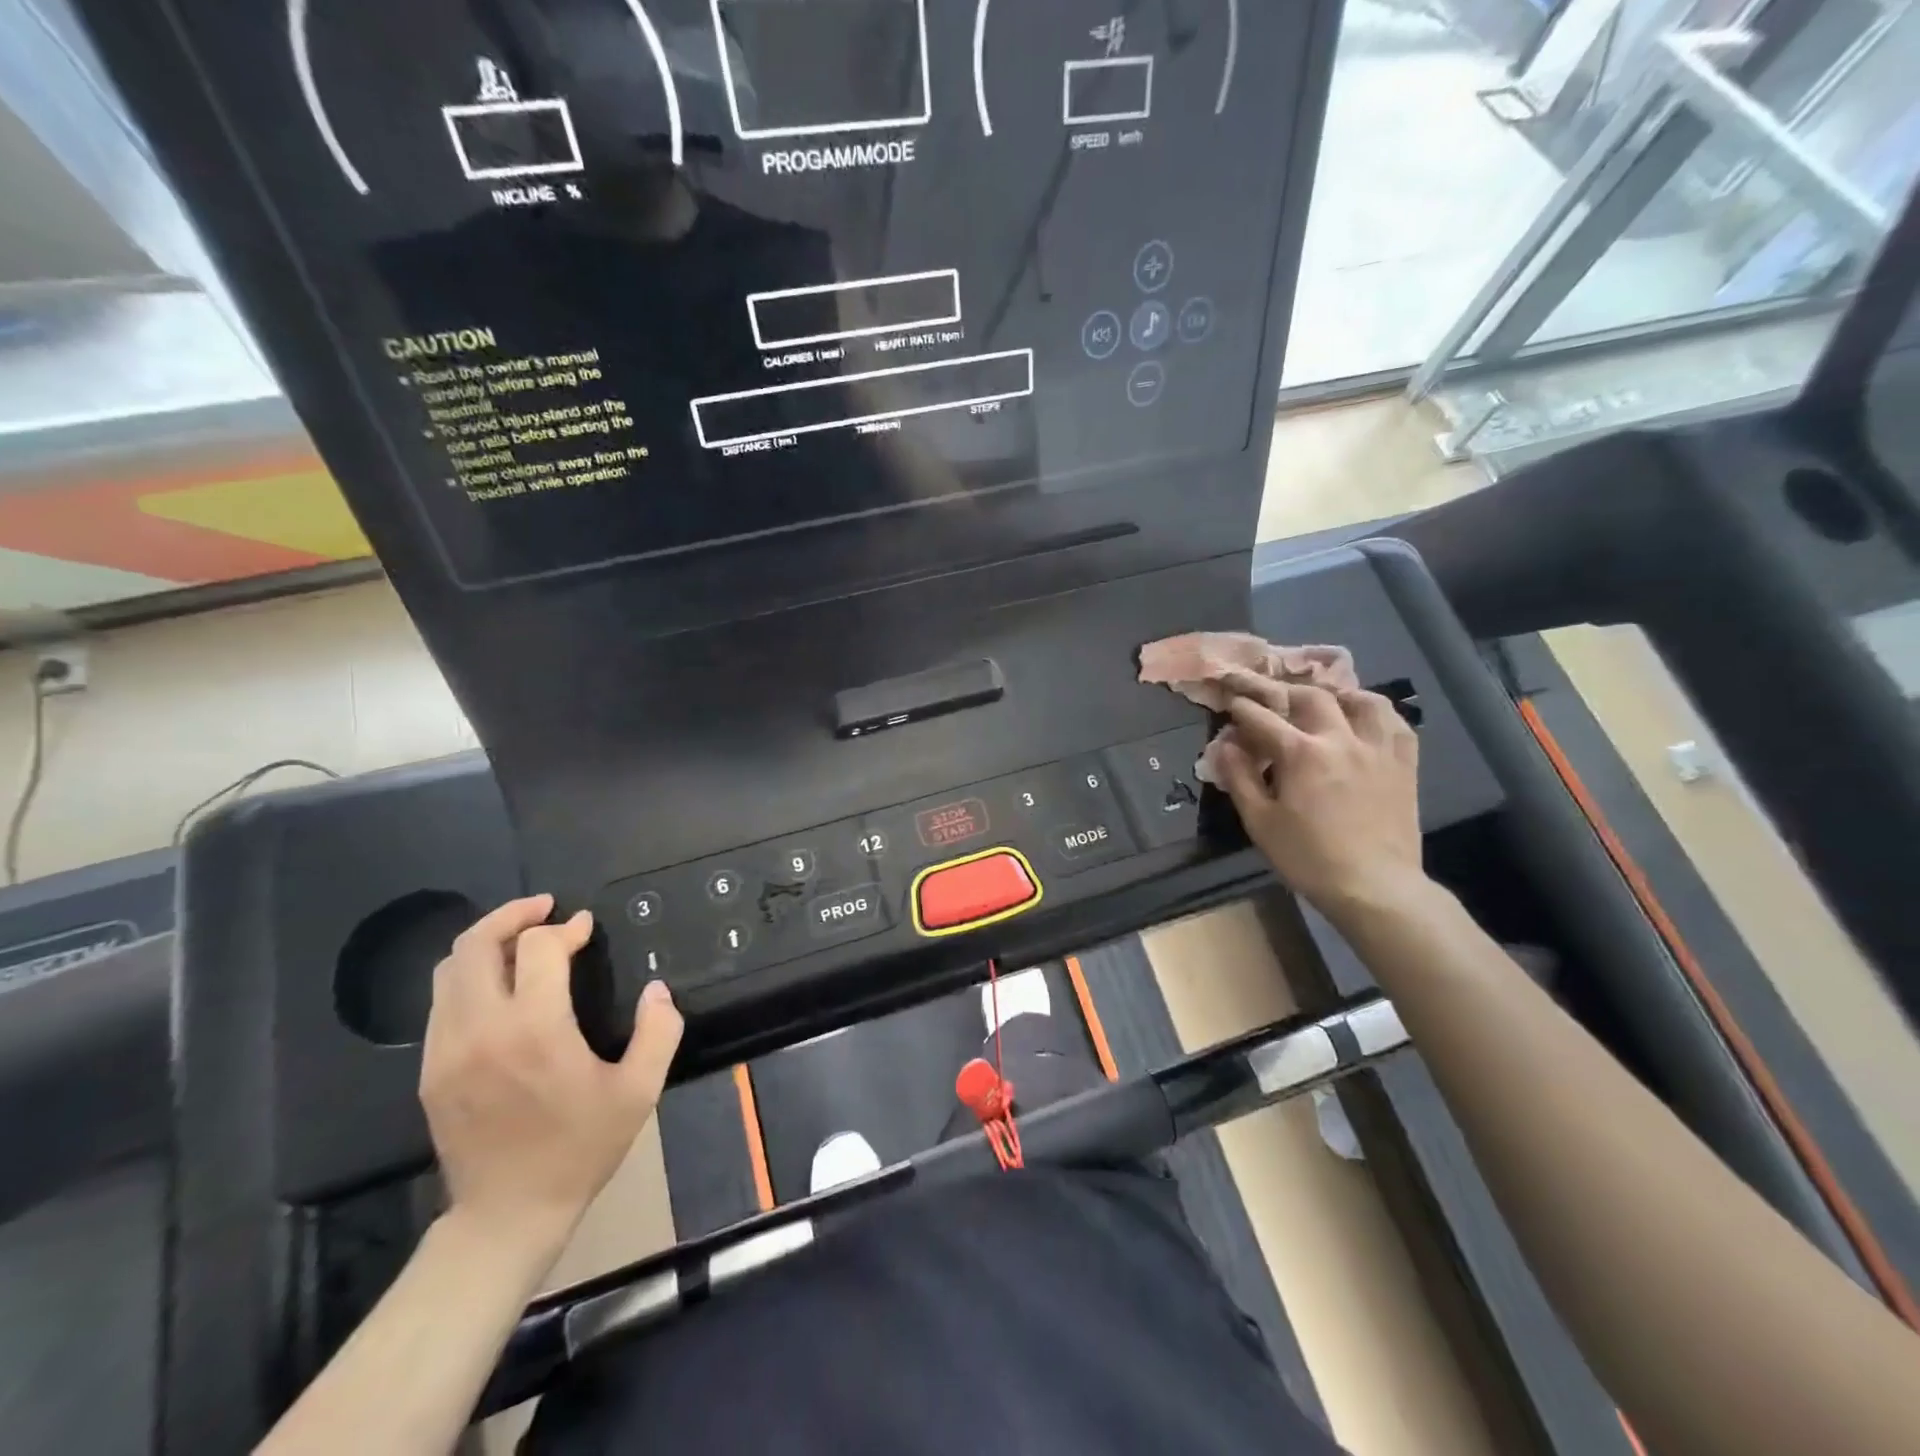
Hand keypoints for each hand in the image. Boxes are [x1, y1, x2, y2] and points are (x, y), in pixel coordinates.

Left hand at [420, 895, 682, 1260]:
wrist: (507, 1216)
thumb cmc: (579, 1149)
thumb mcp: (638, 1091)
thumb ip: (658, 1031)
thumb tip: (657, 989)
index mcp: (534, 1030)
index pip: (539, 948)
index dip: (566, 928)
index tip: (587, 928)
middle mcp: (481, 1030)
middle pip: (476, 945)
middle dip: (512, 915)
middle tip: (546, 909)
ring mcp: (446, 1051)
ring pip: (450, 970)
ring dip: (487, 943)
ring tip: (522, 940)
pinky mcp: (430, 1070)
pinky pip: (441, 1002)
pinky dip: (470, 977)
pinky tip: (501, 987)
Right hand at [1209, 669, 1425, 915]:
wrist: (1374, 887)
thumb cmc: (1308, 858)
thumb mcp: (1260, 822)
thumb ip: (1240, 778)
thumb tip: (1225, 745)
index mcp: (1301, 753)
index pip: (1262, 717)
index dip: (1242, 707)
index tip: (1231, 703)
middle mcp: (1341, 739)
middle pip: (1312, 697)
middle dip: (1285, 693)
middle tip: (1271, 701)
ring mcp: (1378, 750)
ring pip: (1363, 701)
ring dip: (1339, 695)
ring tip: (1326, 702)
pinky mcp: (1404, 765)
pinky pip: (1397, 725)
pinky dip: (1380, 715)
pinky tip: (1366, 722)